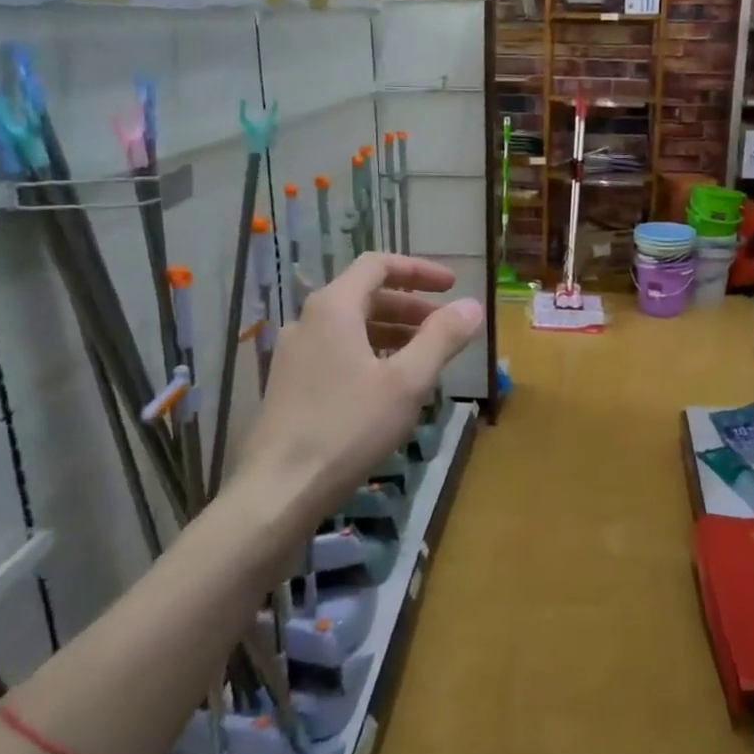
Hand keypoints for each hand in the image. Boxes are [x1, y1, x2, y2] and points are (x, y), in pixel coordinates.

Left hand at [240, 253, 483, 524]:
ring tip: (425, 358)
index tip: (452, 285)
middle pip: (365, 295)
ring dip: (392, 333)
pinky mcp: (289, 385)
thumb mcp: (407, 381)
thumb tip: (473, 305)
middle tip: (445, 327)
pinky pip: (337, 353)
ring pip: (351, 327)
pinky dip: (370, 355)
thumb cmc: (348, 427)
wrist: (280, 489)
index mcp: (333, 307)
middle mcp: (308, 321)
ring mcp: (294, 354)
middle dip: (410, 306)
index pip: (378, 265)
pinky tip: (389, 387)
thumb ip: (442, 338)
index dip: (419, 270)